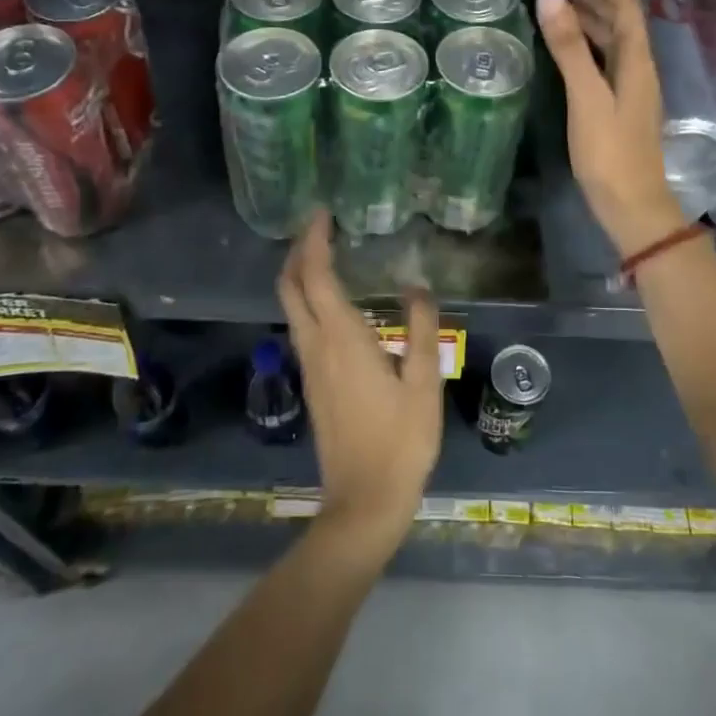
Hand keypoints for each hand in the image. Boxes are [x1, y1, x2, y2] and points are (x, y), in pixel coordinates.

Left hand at [277, 212, 441, 555]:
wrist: (363, 502)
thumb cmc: (400, 441)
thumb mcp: (424, 384)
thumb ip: (422, 329)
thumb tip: (417, 286)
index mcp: (342, 338)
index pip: (315, 276)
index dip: (314, 241)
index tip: (323, 213)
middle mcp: (316, 345)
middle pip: (290, 286)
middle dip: (298, 251)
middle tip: (320, 227)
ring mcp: (309, 365)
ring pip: (291, 306)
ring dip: (300, 274)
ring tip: (326, 253)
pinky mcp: (312, 382)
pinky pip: (300, 325)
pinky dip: (307, 298)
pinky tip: (333, 301)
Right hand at [536, 0, 688, 254]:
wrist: (631, 206)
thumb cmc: (610, 152)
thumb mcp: (586, 96)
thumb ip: (569, 47)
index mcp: (636, 63)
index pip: (627, 10)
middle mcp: (639, 72)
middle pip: (623, 25)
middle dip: (599, 0)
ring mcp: (631, 93)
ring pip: (615, 46)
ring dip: (595, 23)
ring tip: (567, 9)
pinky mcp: (621, 110)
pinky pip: (607, 65)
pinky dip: (590, 49)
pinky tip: (574, 55)